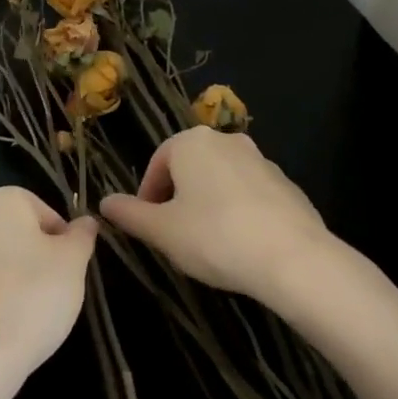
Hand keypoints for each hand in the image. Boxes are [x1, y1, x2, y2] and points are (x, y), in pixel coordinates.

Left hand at [0, 186, 98, 380]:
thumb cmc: (31, 297)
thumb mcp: (72, 263)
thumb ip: (81, 236)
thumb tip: (85, 222)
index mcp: (0, 201)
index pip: (44, 211)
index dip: (62, 241)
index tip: (68, 270)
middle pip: (16, 235)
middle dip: (36, 259)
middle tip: (53, 291)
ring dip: (13, 281)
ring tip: (29, 315)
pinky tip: (2, 329)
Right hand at [99, 128, 329, 302]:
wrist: (293, 258)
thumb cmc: (215, 237)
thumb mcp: (162, 231)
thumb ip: (130, 215)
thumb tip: (104, 202)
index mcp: (191, 142)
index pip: (157, 164)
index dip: (147, 198)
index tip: (148, 228)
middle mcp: (225, 140)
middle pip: (189, 168)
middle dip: (178, 199)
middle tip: (175, 236)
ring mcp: (260, 160)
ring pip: (220, 180)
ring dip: (208, 204)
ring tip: (208, 243)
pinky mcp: (286, 184)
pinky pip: (250, 194)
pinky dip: (239, 212)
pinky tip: (241, 245)